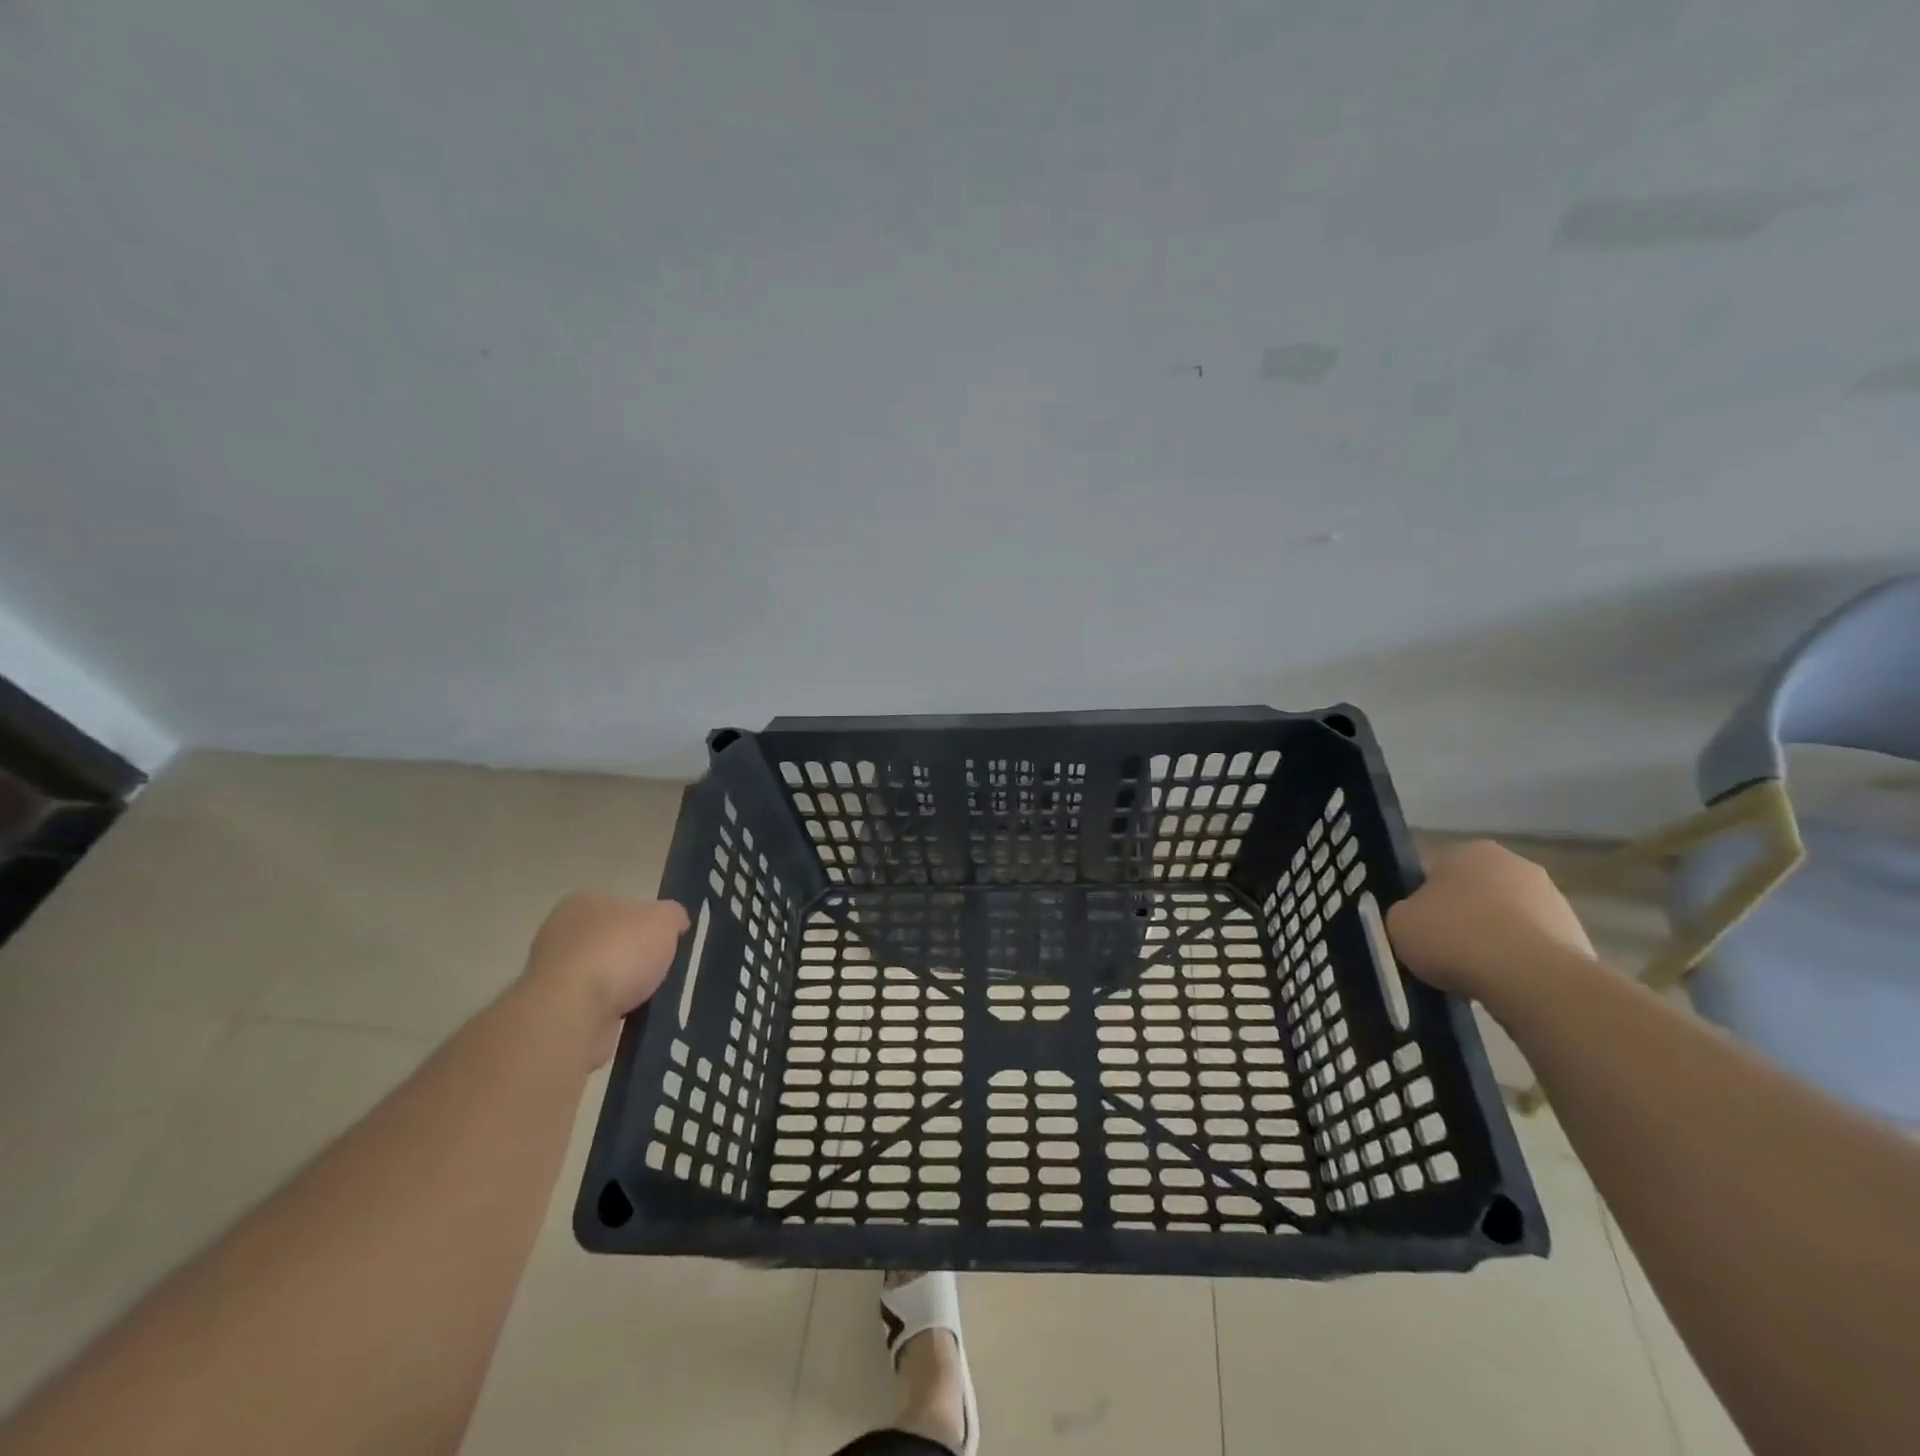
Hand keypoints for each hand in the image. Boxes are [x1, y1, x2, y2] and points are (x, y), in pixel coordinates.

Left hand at [522, 891, 689, 1064]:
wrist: (573, 1012)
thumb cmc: (619, 952)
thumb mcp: (665, 919)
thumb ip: (674, 915)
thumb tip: (675, 924)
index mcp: (583, 901)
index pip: (624, 906)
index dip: (648, 923)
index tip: (667, 942)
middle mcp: (560, 931)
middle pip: (612, 941)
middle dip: (635, 956)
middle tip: (662, 970)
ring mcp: (551, 973)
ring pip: (603, 975)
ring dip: (624, 987)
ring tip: (651, 999)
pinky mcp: (552, 1009)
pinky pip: (593, 1005)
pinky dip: (612, 1011)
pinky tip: (630, 1018)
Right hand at [1386, 841, 1593, 1000]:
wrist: (1532, 979)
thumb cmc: (1454, 937)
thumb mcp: (1399, 923)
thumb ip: (1407, 913)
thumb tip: (1421, 920)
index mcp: (1469, 850)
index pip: (1435, 872)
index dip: (1424, 902)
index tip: (1420, 929)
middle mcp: (1515, 864)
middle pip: (1476, 892)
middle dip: (1463, 917)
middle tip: (1445, 950)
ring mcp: (1553, 898)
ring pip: (1507, 919)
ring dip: (1494, 940)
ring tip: (1476, 975)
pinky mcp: (1577, 935)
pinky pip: (1533, 947)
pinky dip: (1520, 962)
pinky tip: (1505, 984)